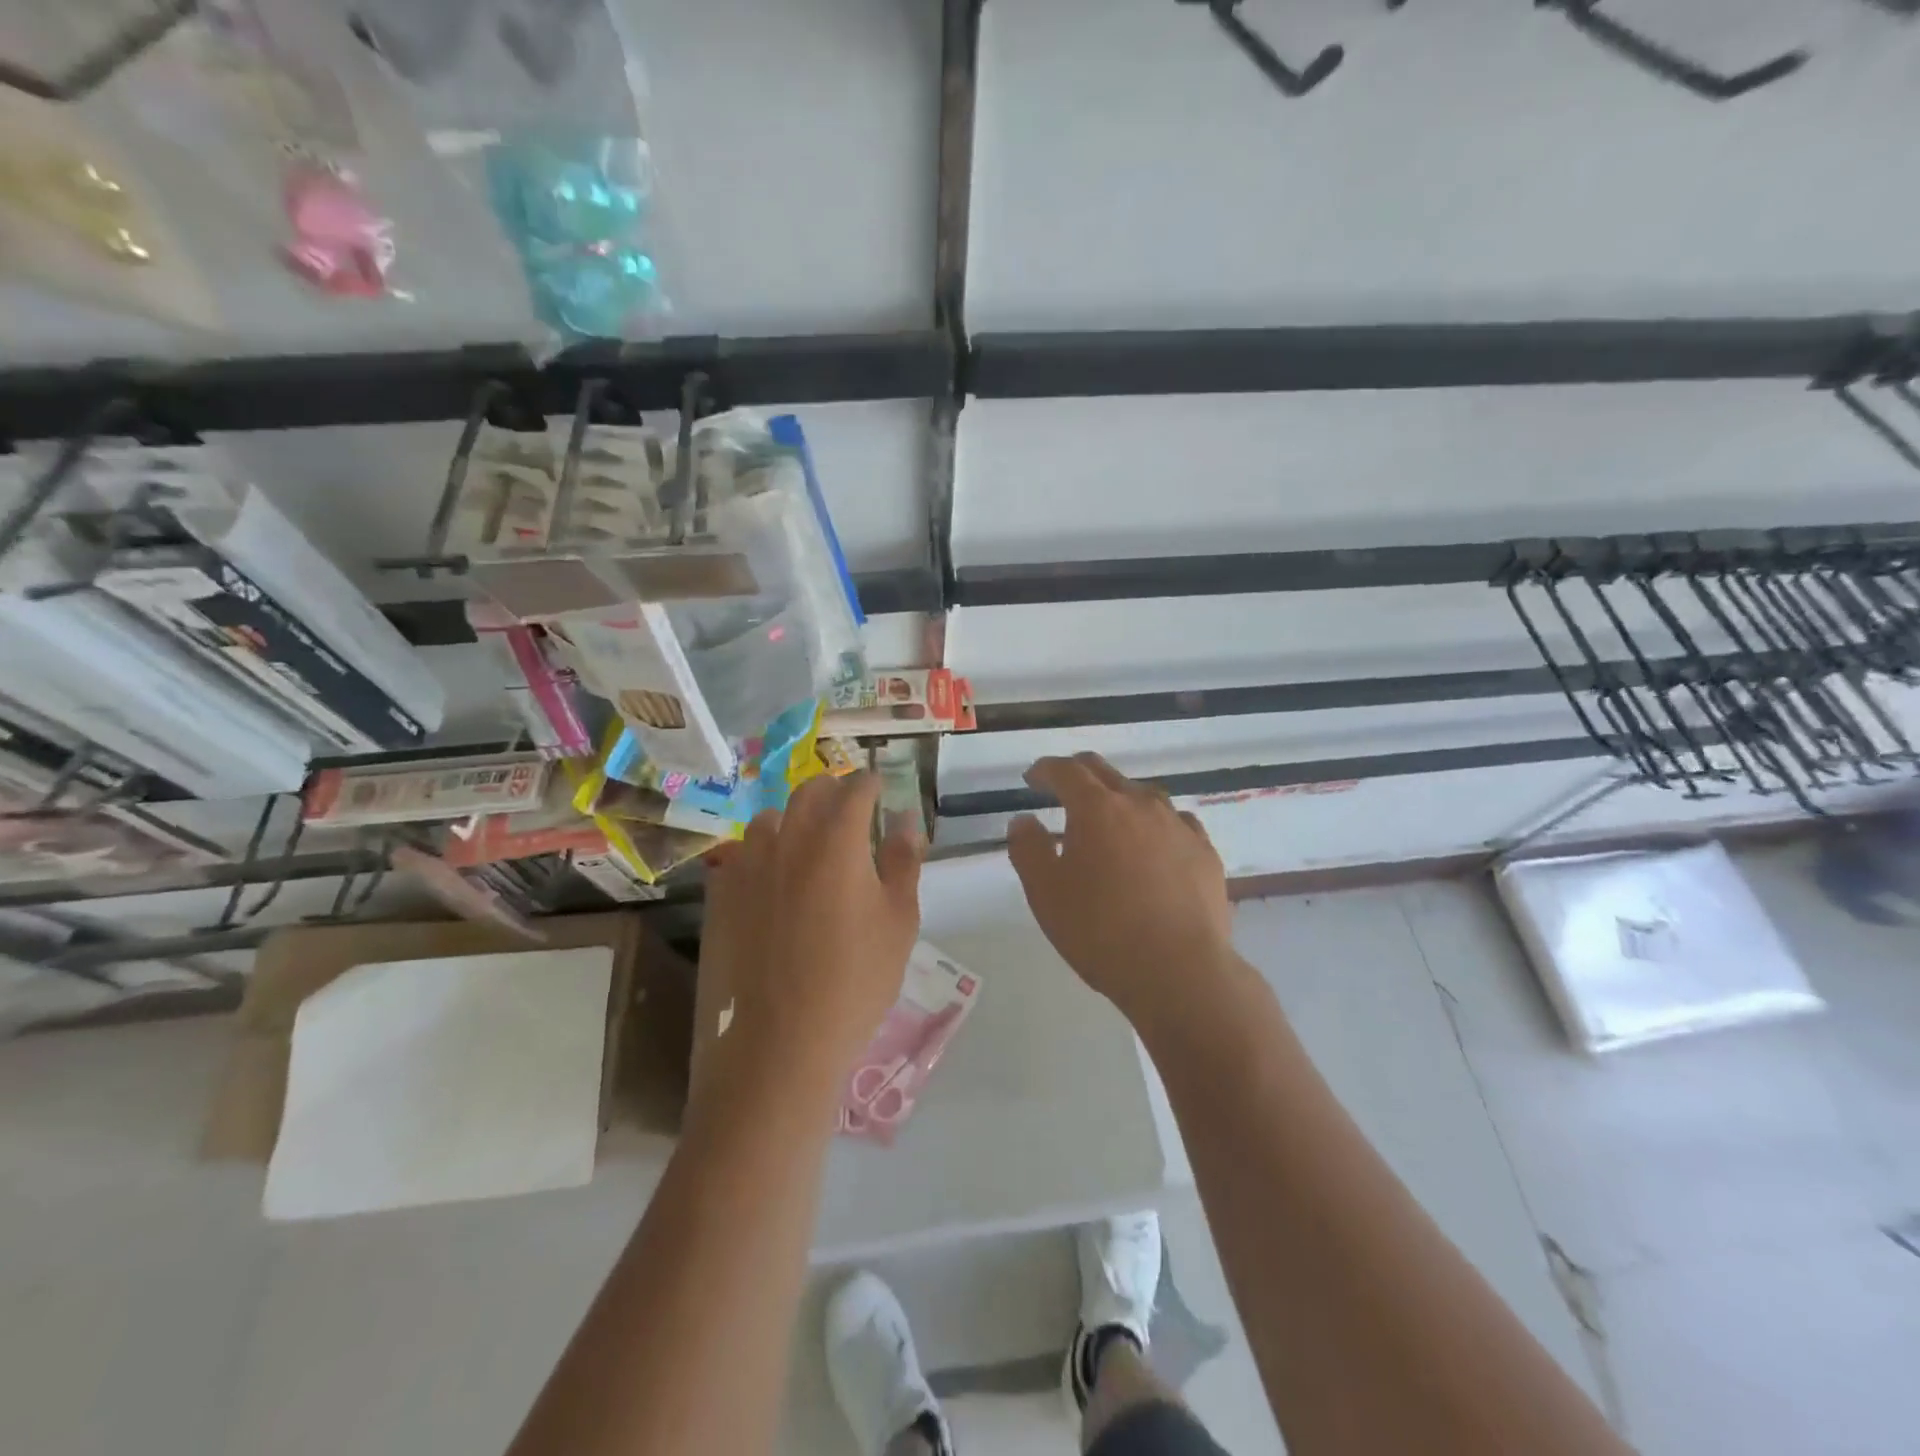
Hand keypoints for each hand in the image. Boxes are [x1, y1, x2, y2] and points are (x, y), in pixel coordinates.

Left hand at [708, 771, 921, 1089]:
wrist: (778, 1042)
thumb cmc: (855, 981)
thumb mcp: (899, 921)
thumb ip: (903, 860)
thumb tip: (905, 819)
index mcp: (837, 840)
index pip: (855, 789)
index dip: (871, 783)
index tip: (879, 789)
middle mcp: (788, 839)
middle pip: (808, 792)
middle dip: (833, 792)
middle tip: (849, 810)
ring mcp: (747, 866)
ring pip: (769, 820)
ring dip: (793, 820)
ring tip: (807, 845)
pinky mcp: (720, 896)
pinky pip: (741, 856)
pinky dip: (762, 855)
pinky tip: (771, 882)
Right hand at [1007, 753, 1233, 1023]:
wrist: (1179, 971)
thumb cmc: (1100, 931)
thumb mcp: (1045, 893)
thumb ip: (1028, 849)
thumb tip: (1024, 821)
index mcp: (1097, 808)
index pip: (1066, 771)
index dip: (1045, 769)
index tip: (1032, 779)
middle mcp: (1140, 804)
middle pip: (1105, 773)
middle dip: (1078, 774)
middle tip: (1062, 790)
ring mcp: (1178, 826)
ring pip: (1143, 796)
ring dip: (1119, 800)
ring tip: (1109, 824)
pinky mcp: (1205, 852)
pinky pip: (1175, 824)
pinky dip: (1155, 826)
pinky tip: (1153, 848)